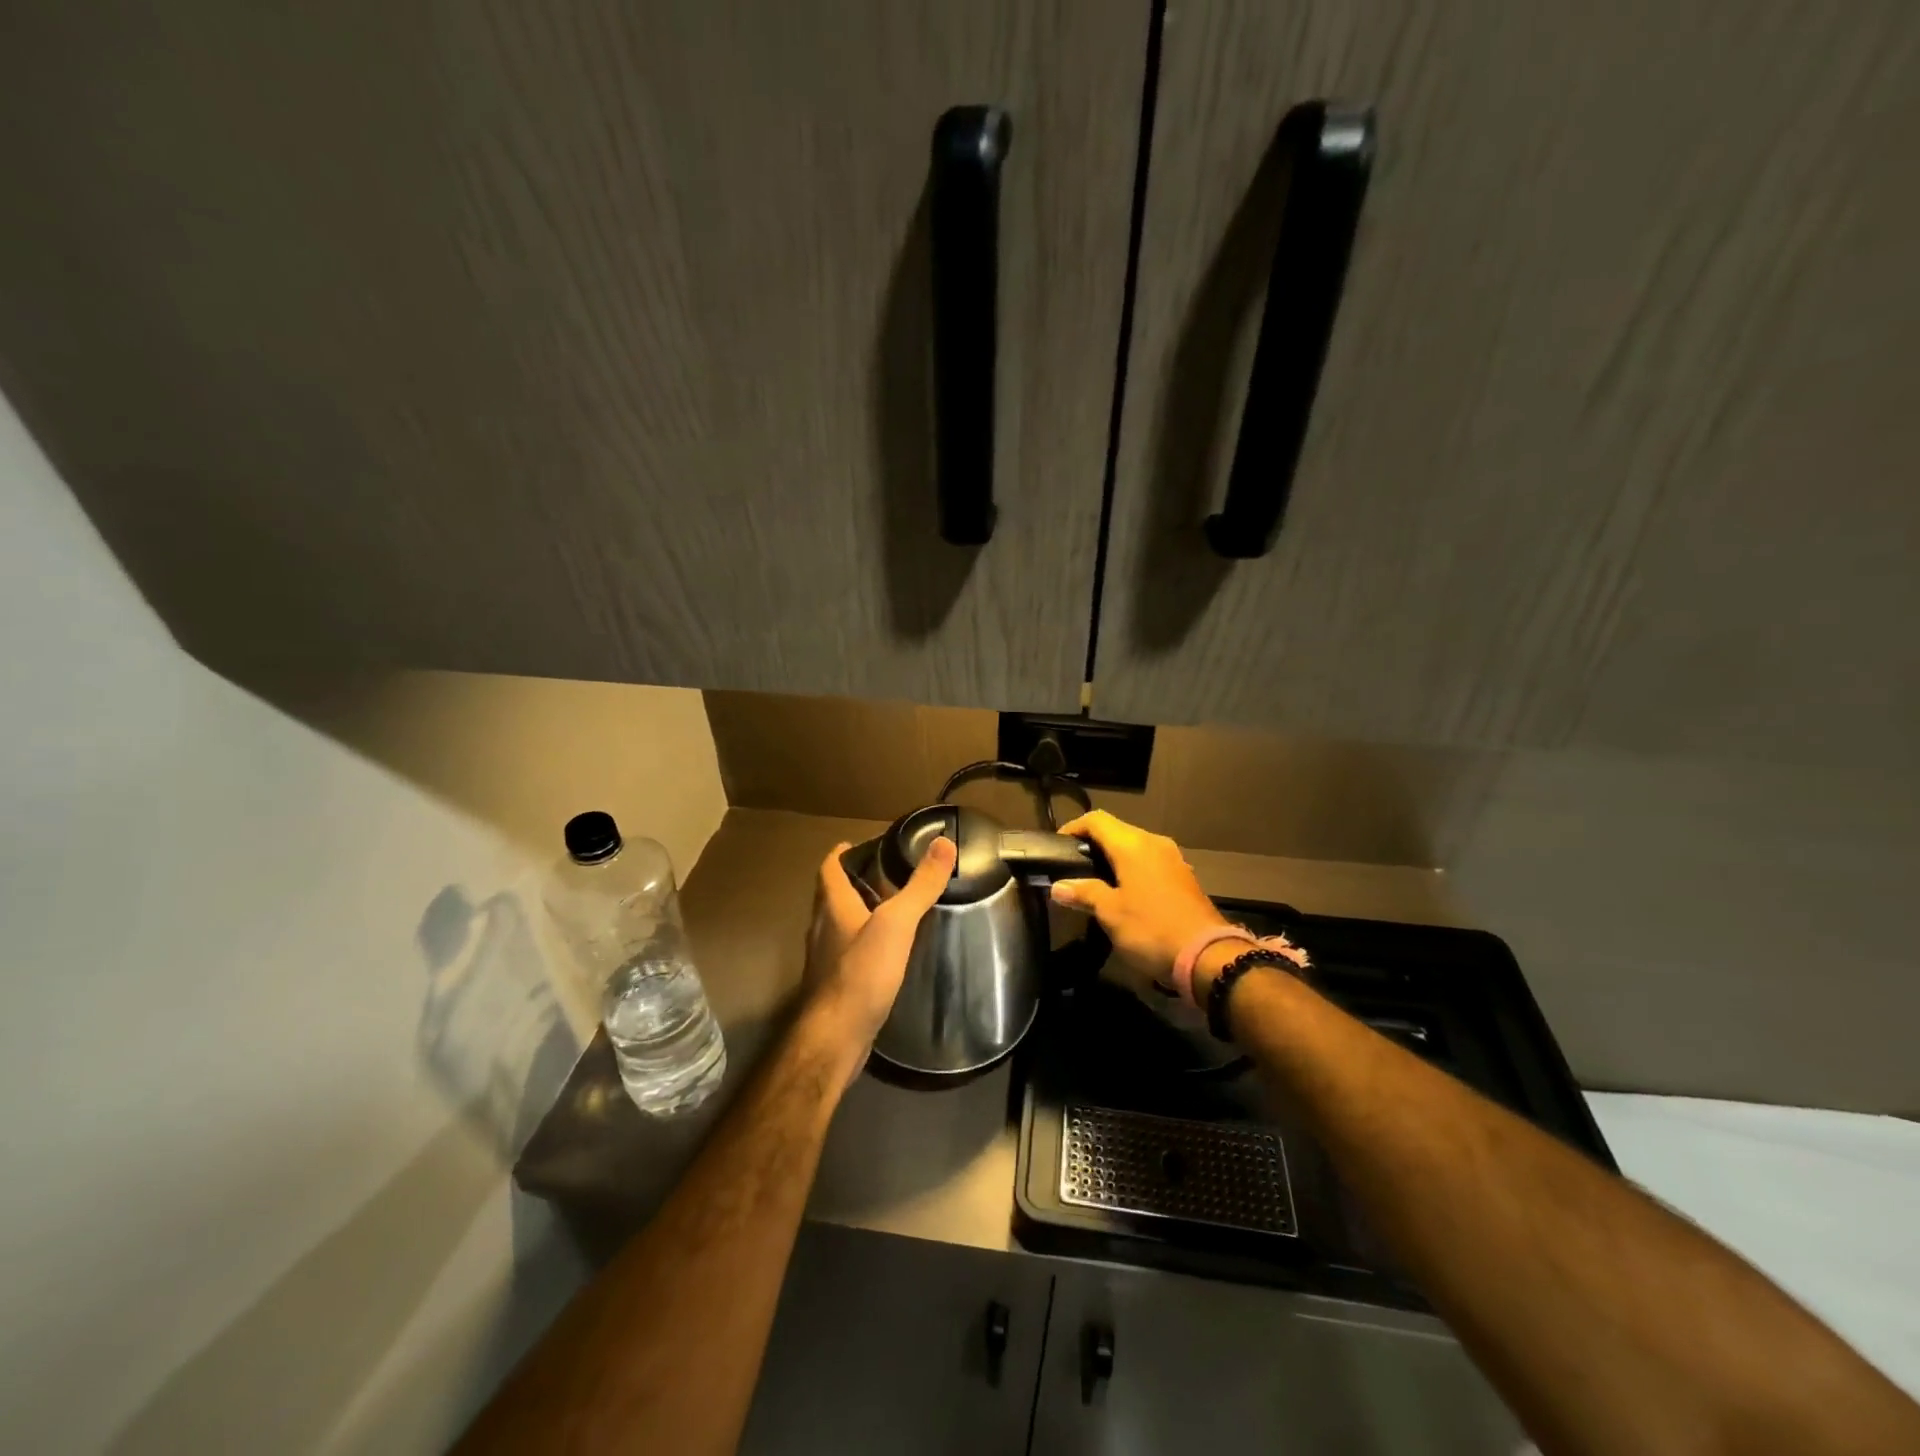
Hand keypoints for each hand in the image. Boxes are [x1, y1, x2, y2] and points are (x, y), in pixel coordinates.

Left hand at [803, 835, 955, 1063]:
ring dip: (858, 913)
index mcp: (832, 907)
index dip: (841, 854)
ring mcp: (825, 959)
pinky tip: (884, 953)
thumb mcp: (896, 923)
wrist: (835, 1037)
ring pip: (839, 925)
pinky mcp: (834, 985)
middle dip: (854, 882)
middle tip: (885, 875)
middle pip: (832, 896)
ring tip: (890, 910)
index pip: (828, 869)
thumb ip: (920, 885)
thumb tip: (944, 843)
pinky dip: (862, 943)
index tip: (858, 845)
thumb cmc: (861, 973)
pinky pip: (846, 953)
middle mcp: (822, 929)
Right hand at [1049, 811, 1228, 989]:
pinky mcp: (1183, 877)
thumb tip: (1058, 887)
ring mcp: (1173, 859)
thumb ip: (1084, 893)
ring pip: (1135, 847)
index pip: (1096, 820)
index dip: (1074, 827)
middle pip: (1116, 831)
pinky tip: (1124, 893)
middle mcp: (1154, 843)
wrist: (1207, 956)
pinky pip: (1150, 862)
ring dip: (1113, 858)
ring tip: (1094, 881)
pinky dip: (1132, 870)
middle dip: (1092, 844)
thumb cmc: (1151, 928)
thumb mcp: (1110, 912)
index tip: (1057, 846)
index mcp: (1133, 845)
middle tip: (1072, 866)